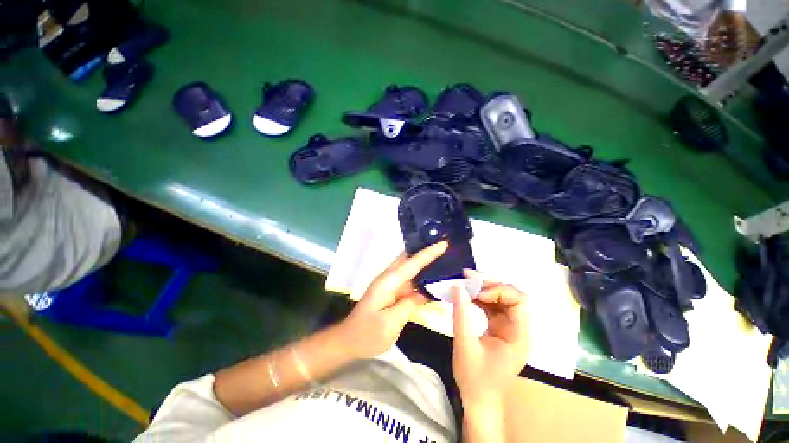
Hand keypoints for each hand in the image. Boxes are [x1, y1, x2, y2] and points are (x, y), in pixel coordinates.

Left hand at [339, 241, 447, 359]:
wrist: (348, 341)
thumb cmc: (367, 334)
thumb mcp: (390, 323)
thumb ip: (408, 305)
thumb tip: (423, 294)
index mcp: (388, 282)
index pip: (412, 263)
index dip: (428, 253)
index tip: (443, 243)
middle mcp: (388, 278)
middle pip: (409, 259)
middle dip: (425, 251)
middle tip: (444, 247)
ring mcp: (389, 285)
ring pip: (409, 268)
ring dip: (423, 262)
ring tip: (443, 259)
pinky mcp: (391, 292)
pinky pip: (408, 280)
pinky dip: (420, 277)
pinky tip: (431, 280)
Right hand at [451, 272, 529, 409]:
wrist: (478, 400)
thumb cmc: (474, 378)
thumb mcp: (465, 345)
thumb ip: (461, 314)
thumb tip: (457, 287)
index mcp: (518, 336)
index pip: (519, 302)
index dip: (499, 291)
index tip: (476, 292)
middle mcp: (517, 329)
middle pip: (512, 296)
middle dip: (491, 285)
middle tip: (469, 280)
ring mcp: (508, 328)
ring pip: (501, 299)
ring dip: (484, 290)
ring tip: (466, 284)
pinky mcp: (499, 328)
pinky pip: (492, 306)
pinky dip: (480, 299)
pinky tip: (468, 296)